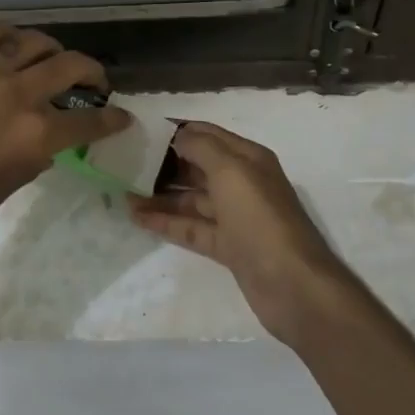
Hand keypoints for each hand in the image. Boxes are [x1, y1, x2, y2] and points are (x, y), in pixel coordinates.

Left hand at [0, 25, 128, 255]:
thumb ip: (29, 161)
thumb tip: (42, 145)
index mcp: (33, 137)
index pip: (88, 122)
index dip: (111, 119)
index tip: (121, 116)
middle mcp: (17, 94)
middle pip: (70, 66)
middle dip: (92, 72)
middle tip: (94, 82)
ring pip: (32, 42)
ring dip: (52, 49)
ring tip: (53, 57)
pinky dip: (9, 36)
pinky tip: (11, 45)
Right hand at [128, 122, 353, 343]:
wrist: (291, 284)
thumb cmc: (260, 218)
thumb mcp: (231, 171)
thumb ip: (202, 147)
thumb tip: (179, 135)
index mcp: (248, 158)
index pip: (208, 134)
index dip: (177, 130)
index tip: (142, 130)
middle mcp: (242, 183)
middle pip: (198, 166)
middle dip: (165, 162)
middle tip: (126, 161)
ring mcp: (235, 217)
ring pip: (191, 198)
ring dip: (160, 194)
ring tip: (123, 191)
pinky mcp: (227, 246)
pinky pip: (191, 227)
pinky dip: (166, 221)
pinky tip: (137, 217)